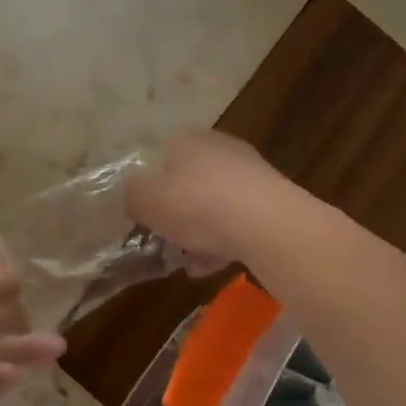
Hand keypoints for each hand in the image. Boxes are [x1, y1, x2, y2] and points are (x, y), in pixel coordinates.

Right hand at [126, 131, 290, 267]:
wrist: (270, 226)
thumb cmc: (198, 205)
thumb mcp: (147, 201)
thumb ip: (132, 196)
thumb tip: (133, 195)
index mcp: (186, 140)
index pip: (159, 156)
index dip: (148, 186)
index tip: (142, 214)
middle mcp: (219, 148)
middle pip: (187, 181)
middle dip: (175, 212)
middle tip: (164, 239)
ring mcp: (249, 173)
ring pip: (213, 204)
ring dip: (199, 232)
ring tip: (188, 262)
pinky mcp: (272, 200)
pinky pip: (237, 221)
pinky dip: (223, 241)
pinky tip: (212, 266)